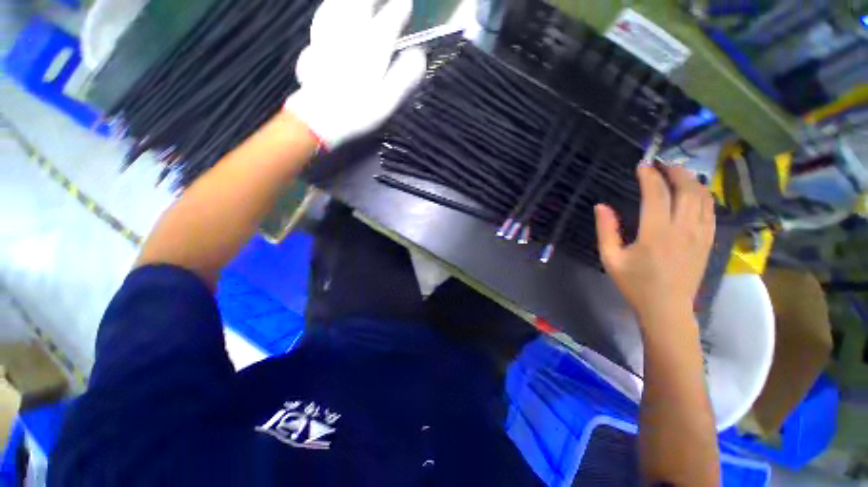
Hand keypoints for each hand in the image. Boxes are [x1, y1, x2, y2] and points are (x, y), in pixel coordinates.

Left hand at [285, 0, 426, 148]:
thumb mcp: (387, 101)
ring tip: (361, 1)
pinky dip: (330, 9)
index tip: (407, 5)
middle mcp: (350, 34)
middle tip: (383, 0)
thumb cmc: (357, 113)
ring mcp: (330, 36)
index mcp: (371, 48)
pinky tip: (332, 9)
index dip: (400, 10)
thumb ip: (404, 77)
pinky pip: (323, 17)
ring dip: (351, 0)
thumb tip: (420, 56)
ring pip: (339, 5)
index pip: (389, 19)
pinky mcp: (315, 44)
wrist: (319, 119)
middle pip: (361, 3)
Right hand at [594, 165, 715, 324]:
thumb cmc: (634, 284)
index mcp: (656, 234)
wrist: (667, 308)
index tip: (642, 165)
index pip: (656, 195)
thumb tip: (601, 206)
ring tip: (678, 173)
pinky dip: (703, 196)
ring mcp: (700, 235)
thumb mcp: (610, 258)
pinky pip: (711, 211)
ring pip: (703, 198)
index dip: (649, 176)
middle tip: (662, 163)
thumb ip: (605, 231)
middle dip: (675, 172)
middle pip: (687, 190)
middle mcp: (683, 230)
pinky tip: (695, 193)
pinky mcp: (708, 241)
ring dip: (691, 180)